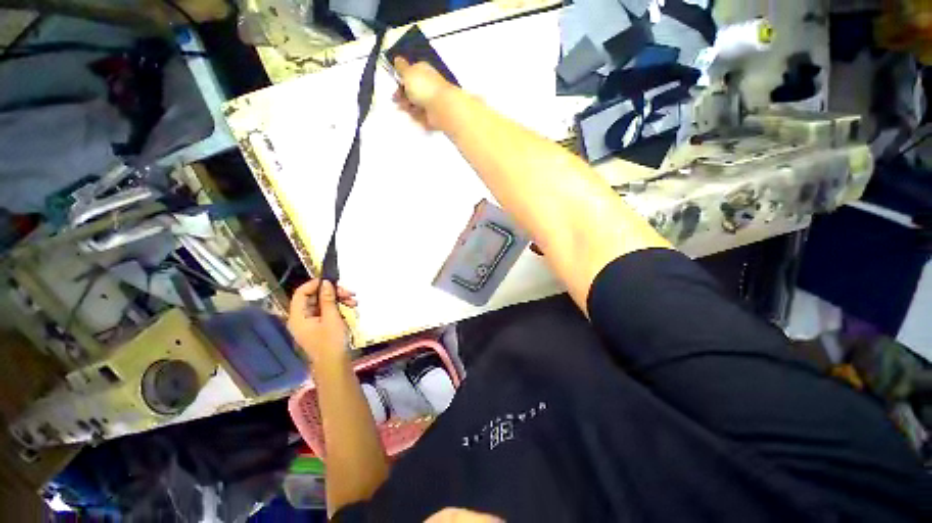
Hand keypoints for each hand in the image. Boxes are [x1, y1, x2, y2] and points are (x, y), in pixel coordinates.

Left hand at [288, 279, 357, 363]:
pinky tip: (351, 308)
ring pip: (324, 304)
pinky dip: (339, 308)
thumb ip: (328, 299)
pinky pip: (328, 312)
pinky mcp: (320, 326)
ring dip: (339, 300)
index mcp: (298, 316)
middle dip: (333, 293)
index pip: (301, 293)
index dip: (315, 284)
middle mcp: (302, 318)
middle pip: (315, 298)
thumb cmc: (331, 342)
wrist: (335, 365)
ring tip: (354, 302)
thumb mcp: (331, 318)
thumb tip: (326, 283)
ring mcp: (311, 323)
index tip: (331, 281)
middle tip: (349, 292)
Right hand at [392, 57, 452, 129]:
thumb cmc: (423, 87)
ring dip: (408, 105)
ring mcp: (431, 99)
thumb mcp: (408, 72)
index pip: (410, 73)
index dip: (401, 79)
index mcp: (423, 70)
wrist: (441, 107)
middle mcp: (428, 83)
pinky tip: (414, 114)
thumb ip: (401, 67)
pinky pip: (421, 113)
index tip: (395, 85)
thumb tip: (397, 59)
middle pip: (412, 89)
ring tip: (406, 108)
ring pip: (416, 102)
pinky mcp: (433, 112)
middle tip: (396, 100)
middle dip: (403, 94)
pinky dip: (416, 114)